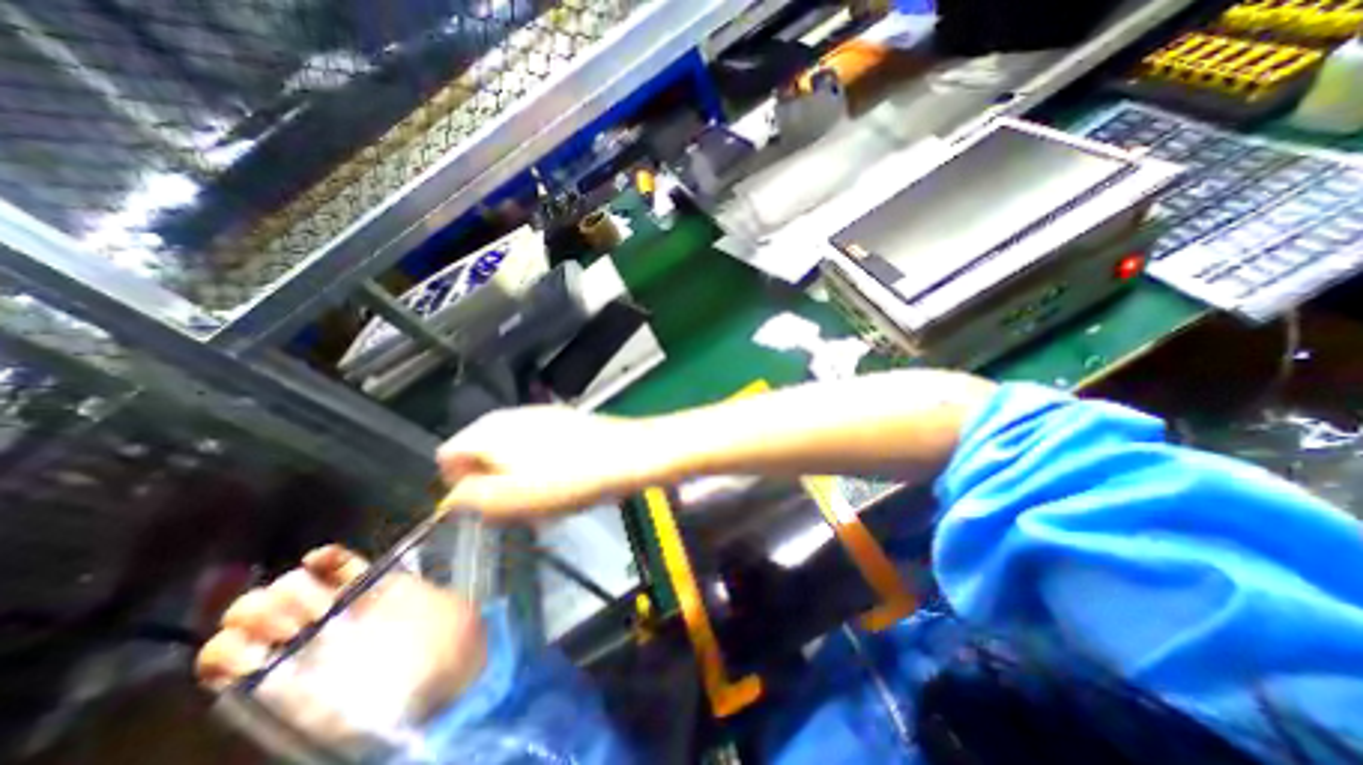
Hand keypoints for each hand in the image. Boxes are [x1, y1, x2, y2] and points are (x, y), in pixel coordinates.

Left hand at [197, 548, 484, 750]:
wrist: (450, 660)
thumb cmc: (398, 697)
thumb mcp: (339, 718)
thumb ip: (302, 702)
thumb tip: (263, 685)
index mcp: (281, 676)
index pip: (224, 656)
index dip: (225, 650)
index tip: (253, 654)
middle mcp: (302, 637)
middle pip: (251, 611)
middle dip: (259, 612)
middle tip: (293, 626)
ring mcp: (340, 604)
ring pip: (290, 584)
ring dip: (293, 589)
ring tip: (323, 606)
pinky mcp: (374, 582)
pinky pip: (341, 562)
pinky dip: (326, 557)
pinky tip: (321, 559)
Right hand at [437, 407, 667, 519]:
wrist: (624, 454)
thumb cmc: (567, 480)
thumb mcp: (509, 501)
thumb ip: (470, 499)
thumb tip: (454, 495)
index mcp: (488, 431)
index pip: (448, 455)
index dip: (457, 484)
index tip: (483, 504)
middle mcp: (509, 415)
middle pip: (480, 450)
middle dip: (490, 479)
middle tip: (514, 503)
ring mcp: (538, 413)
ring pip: (510, 448)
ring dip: (515, 473)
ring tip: (541, 495)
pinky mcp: (562, 418)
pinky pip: (536, 443)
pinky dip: (538, 461)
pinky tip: (560, 478)